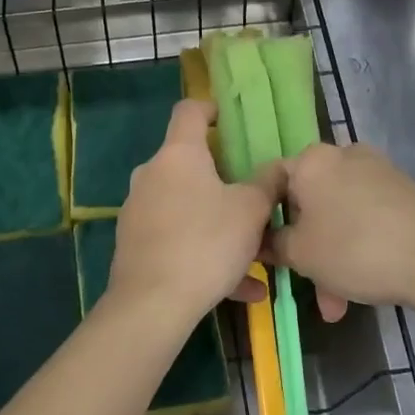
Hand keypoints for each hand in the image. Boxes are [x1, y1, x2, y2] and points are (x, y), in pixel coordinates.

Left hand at [108, 100, 283, 330]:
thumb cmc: (206, 242)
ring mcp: (138, 210)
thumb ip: (268, 183)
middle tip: (253, 197)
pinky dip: (205, 253)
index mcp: (178, 154)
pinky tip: (240, 289)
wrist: (151, 305)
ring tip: (256, 257)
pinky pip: (178, 239)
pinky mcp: (134, 244)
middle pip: (190, 162)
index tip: (232, 123)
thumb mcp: (251, 210)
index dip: (212, 109)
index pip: (189, 110)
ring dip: (220, 224)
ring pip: (188, 207)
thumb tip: (280, 166)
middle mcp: (152, 174)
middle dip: (223, 179)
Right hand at [265, 143, 414, 320]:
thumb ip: (274, 244)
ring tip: (339, 304)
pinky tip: (365, 283)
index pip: (271, 181)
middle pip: (309, 202)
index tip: (265, 250)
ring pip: (339, 215)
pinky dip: (359, 245)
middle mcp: (343, 155)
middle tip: (308, 287)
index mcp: (311, 160)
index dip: (262, 217)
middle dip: (306, 249)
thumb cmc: (355, 249)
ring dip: (333, 256)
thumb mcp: (301, 254)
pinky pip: (366, 216)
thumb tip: (264, 240)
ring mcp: (377, 170)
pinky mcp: (403, 189)